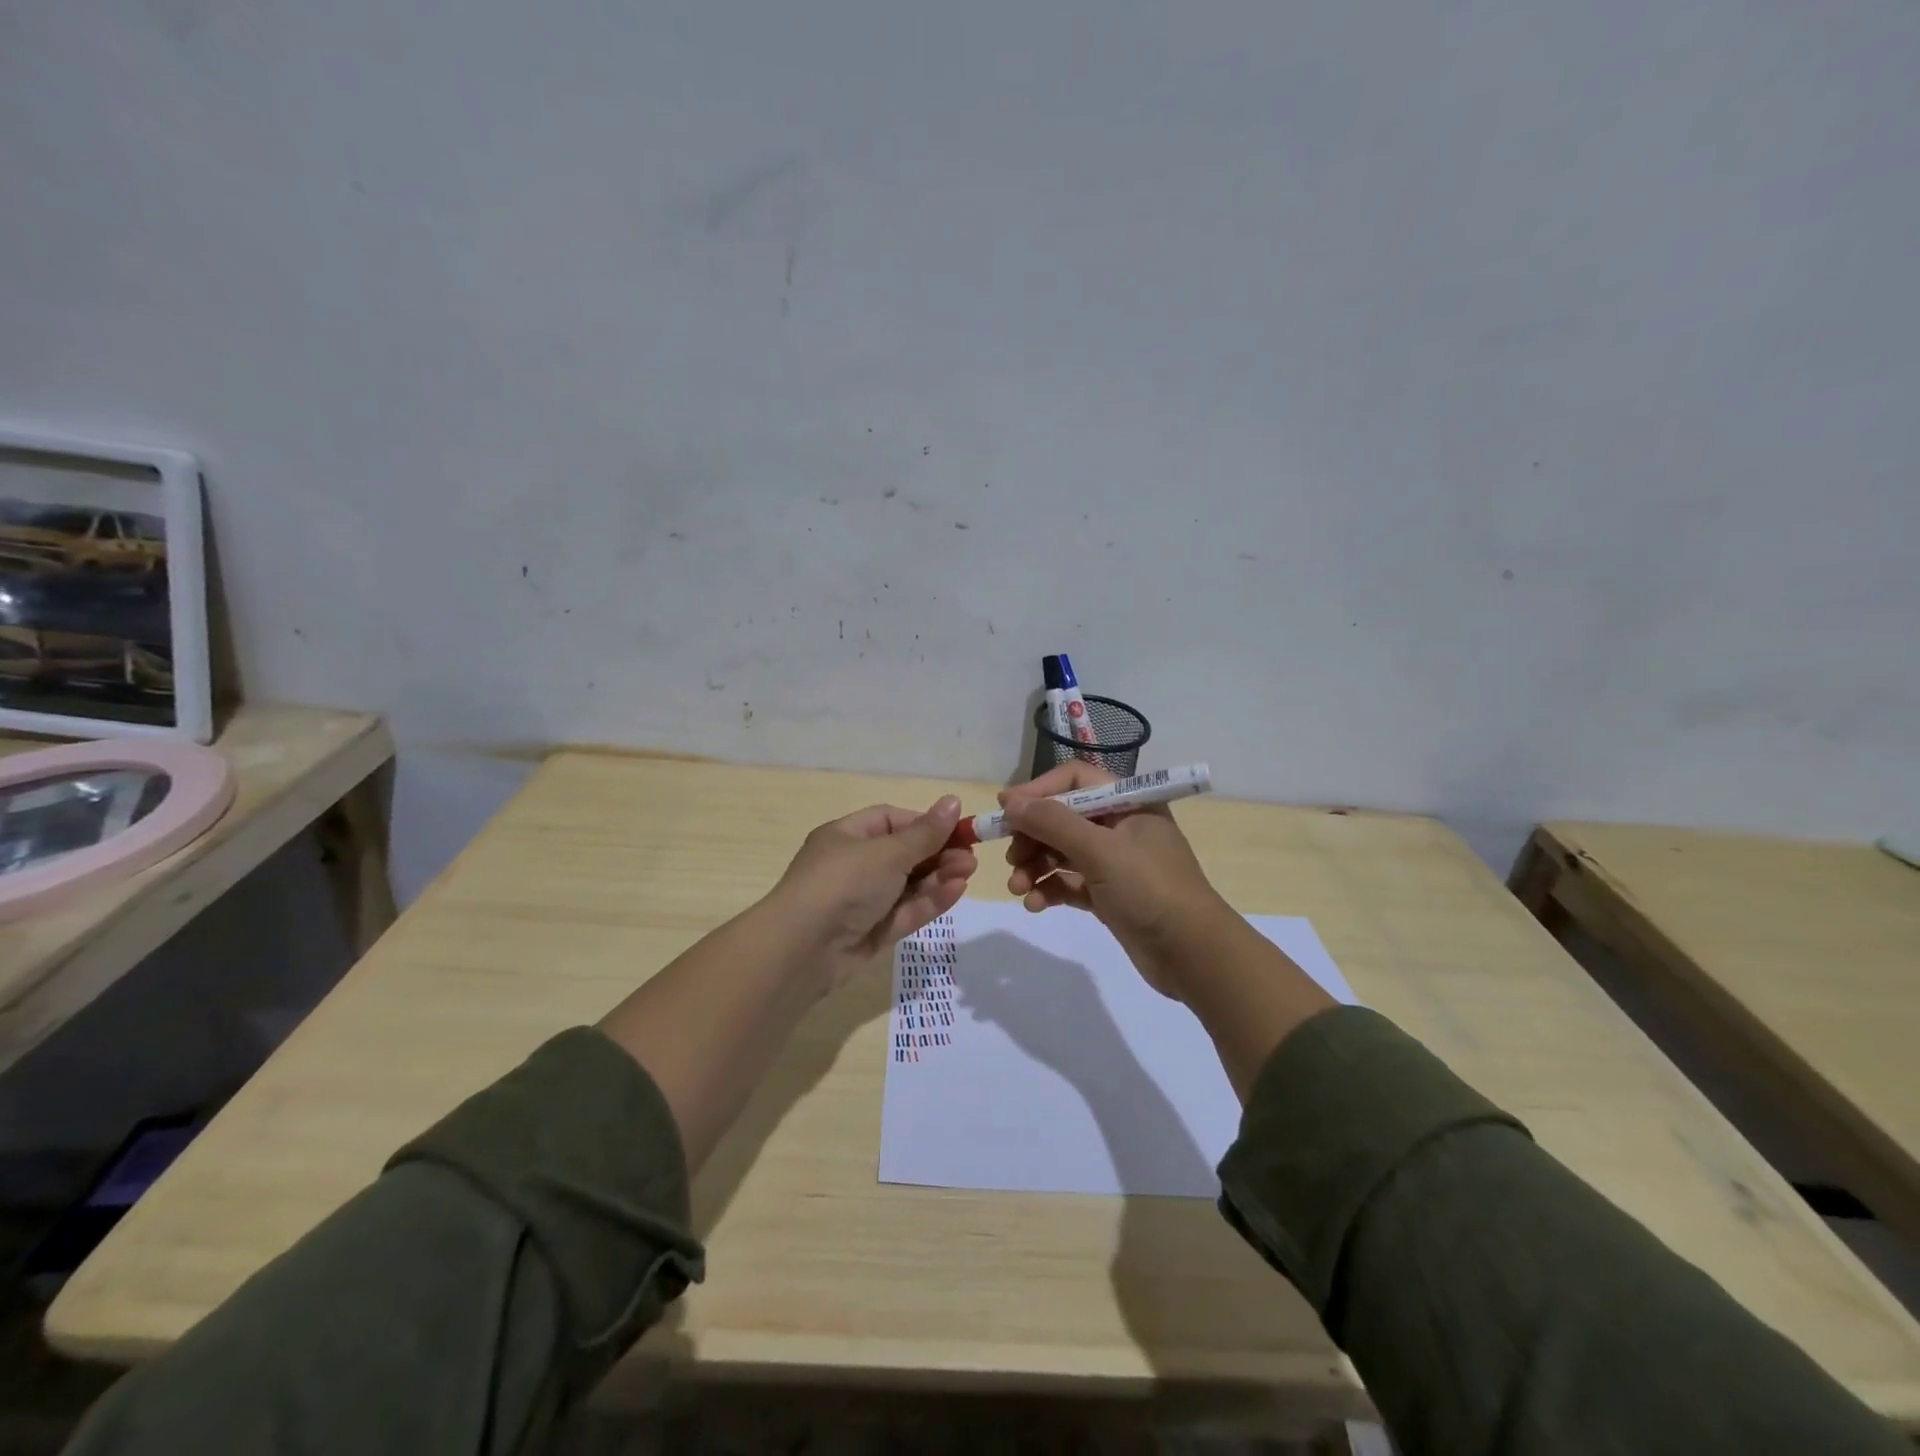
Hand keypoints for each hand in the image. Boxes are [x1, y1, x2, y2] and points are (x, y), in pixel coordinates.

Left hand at [770, 796, 976, 988]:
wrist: (802, 949)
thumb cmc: (843, 883)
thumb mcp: (887, 852)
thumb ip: (925, 833)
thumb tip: (953, 801)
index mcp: (846, 836)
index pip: (890, 821)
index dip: (924, 824)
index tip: (956, 829)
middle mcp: (853, 866)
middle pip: (903, 854)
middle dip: (938, 853)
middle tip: (971, 856)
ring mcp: (862, 901)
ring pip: (907, 885)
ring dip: (939, 876)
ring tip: (970, 871)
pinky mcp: (871, 932)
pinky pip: (905, 911)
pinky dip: (929, 900)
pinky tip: (957, 889)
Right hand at [1001, 763, 1229, 997]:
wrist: (1193, 955)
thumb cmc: (1150, 889)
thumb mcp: (1100, 850)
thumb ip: (1053, 822)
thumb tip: (1010, 802)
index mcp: (1128, 802)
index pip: (1075, 780)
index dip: (1038, 790)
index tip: (1005, 809)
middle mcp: (1120, 826)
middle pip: (1062, 817)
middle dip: (1032, 836)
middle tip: (1009, 857)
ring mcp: (1115, 862)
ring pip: (1062, 852)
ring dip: (1035, 866)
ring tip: (1017, 887)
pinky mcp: (1108, 895)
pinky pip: (1069, 883)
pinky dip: (1049, 889)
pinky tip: (1034, 904)